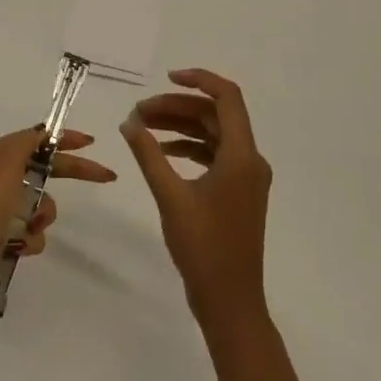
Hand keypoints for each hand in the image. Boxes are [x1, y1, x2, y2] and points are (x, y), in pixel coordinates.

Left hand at [0, 126, 115, 318]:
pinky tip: (18, 247)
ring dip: (43, 215)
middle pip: (45, 170)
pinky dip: (31, 239)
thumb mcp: (3, 165)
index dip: (64, 139)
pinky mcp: (4, 239)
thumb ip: (26, 143)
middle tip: (106, 176)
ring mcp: (0, 211)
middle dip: (71, 173)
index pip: (36, 141)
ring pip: (42, 205)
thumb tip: (43, 132)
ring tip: (29, 227)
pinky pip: (33, 233)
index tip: (91, 142)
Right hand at [120, 69, 272, 332]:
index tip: (165, 79)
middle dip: (177, 108)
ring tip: (143, 128)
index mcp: (242, 156)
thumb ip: (148, 154)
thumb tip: (129, 122)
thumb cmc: (203, 247)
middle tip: (139, 112)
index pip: (227, 98)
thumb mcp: (170, 196)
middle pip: (215, 116)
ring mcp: (246, 178)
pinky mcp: (238, 193)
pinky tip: (161, 153)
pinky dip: (188, 148)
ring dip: (180, 127)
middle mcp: (250, 160)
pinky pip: (214, 156)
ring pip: (213, 135)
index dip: (198, 80)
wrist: (230, 302)